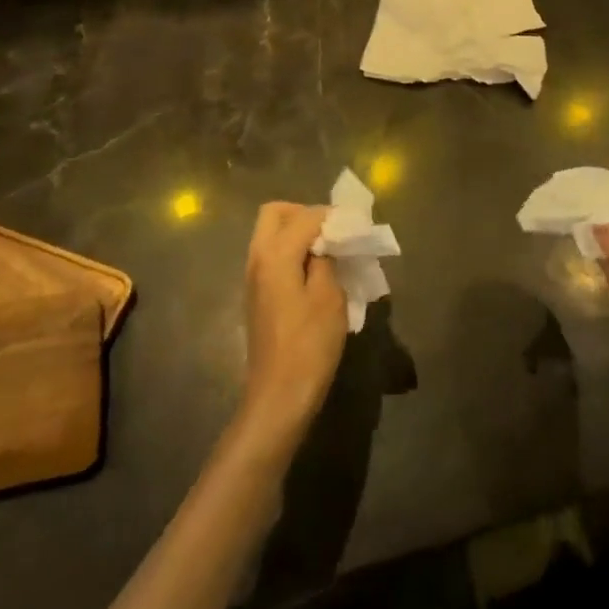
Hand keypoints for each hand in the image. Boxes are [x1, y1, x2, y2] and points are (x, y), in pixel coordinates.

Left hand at [240, 202, 347, 446]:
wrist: (279, 395)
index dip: (332, 217)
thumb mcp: (329, 297)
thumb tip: (326, 242)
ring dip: (298, 233)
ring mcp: (253, 277)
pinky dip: (292, 252)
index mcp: (275, 254)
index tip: (356, 226)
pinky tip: (315, 272)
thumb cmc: (309, 345)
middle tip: (333, 232)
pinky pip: (271, 255)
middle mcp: (257, 258)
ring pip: (271, 234)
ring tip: (329, 251)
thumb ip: (326, 260)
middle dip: (305, 215)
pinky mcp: (256, 295)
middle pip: (275, 214)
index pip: (305, 217)